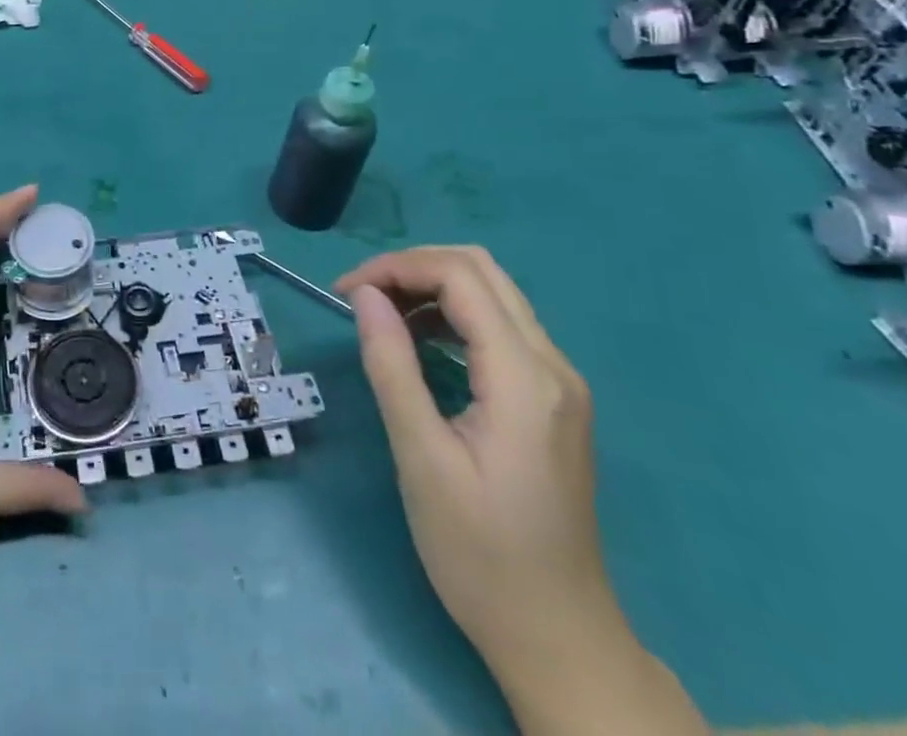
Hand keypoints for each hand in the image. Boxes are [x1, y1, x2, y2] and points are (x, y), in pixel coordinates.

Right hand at [336, 246, 705, 735]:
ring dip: (432, 287)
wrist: (559, 639)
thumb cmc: (481, 555)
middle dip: (413, 267)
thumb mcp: (421, 459)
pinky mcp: (553, 399)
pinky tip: (419, 340)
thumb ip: (392, 366)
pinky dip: (453, 314)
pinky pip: (501, 326)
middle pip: (481, 270)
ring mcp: (560, 382)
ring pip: (493, 293)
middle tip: (362, 296)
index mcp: (525, 379)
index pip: (461, 277)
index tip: (346, 292)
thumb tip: (364, 295)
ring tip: (381, 314)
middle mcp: (553, 366)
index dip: (397, 268)